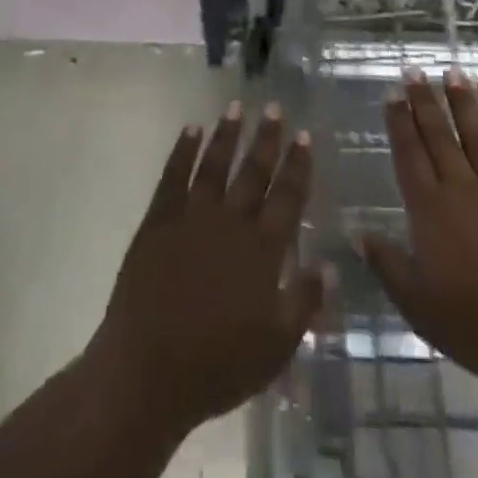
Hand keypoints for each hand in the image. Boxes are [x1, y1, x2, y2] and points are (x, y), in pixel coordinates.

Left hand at [86, 101, 323, 439]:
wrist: (147, 371)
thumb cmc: (217, 366)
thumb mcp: (276, 347)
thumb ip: (304, 302)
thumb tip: (329, 264)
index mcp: (262, 250)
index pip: (287, 197)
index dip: (297, 166)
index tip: (304, 136)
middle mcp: (231, 222)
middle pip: (254, 172)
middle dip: (267, 139)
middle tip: (275, 108)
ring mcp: (192, 217)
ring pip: (215, 165)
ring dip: (227, 134)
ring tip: (237, 106)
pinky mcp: (158, 221)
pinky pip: (173, 176)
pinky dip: (183, 150)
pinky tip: (191, 129)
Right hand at [361, 69, 477, 407]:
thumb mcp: (419, 306)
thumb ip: (387, 265)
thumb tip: (356, 232)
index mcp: (430, 210)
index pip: (409, 155)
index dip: (399, 123)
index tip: (392, 93)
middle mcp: (462, 188)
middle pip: (439, 136)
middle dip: (424, 101)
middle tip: (414, 70)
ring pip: (477, 135)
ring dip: (463, 103)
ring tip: (453, 73)